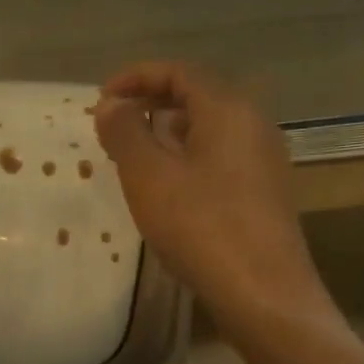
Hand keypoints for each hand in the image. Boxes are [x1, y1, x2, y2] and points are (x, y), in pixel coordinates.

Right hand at [94, 62, 334, 324]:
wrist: (262, 291)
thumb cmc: (200, 226)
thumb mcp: (149, 176)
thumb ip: (125, 132)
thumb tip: (112, 103)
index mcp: (228, 109)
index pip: (179, 72)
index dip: (136, 77)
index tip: (100, 99)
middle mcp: (253, 124)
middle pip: (196, 96)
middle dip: (149, 105)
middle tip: (111, 130)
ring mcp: (262, 159)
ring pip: (206, 130)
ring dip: (165, 135)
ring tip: (131, 161)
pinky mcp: (262, 191)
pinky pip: (217, 158)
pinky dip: (184, 159)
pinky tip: (165, 191)